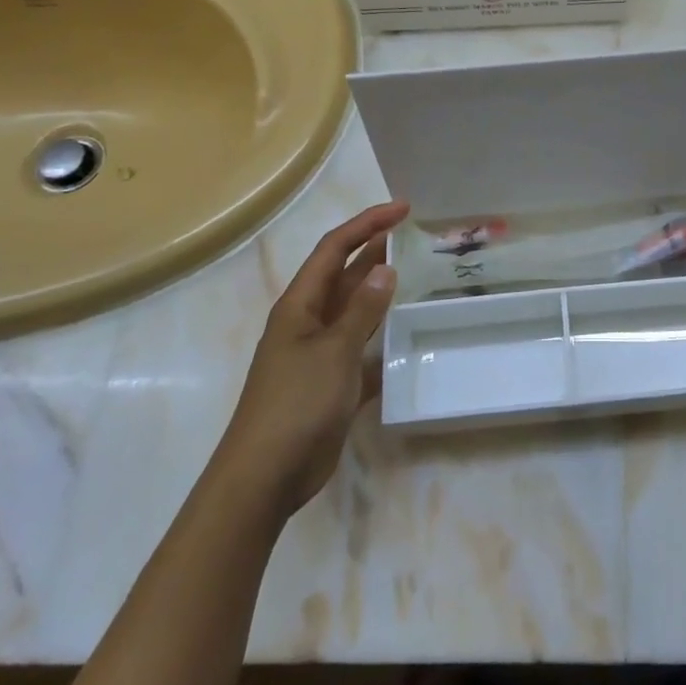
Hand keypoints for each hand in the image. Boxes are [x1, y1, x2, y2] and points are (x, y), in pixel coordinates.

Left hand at [223, 201, 409, 510]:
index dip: (367, 224)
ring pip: (356, 312)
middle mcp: (308, 322)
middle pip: (344, 276)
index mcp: (300, 305)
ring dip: (382, 294)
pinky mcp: (332, 384)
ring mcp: (320, 354)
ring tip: (419, 277)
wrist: (266, 476)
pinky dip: (383, 342)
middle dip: (376, 252)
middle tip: (416, 237)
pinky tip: (410, 339)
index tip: (403, 209)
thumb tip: (386, 268)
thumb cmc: (295, 403)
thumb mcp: (333, 351)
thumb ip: (362, 310)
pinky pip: (363, 351)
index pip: (334, 249)